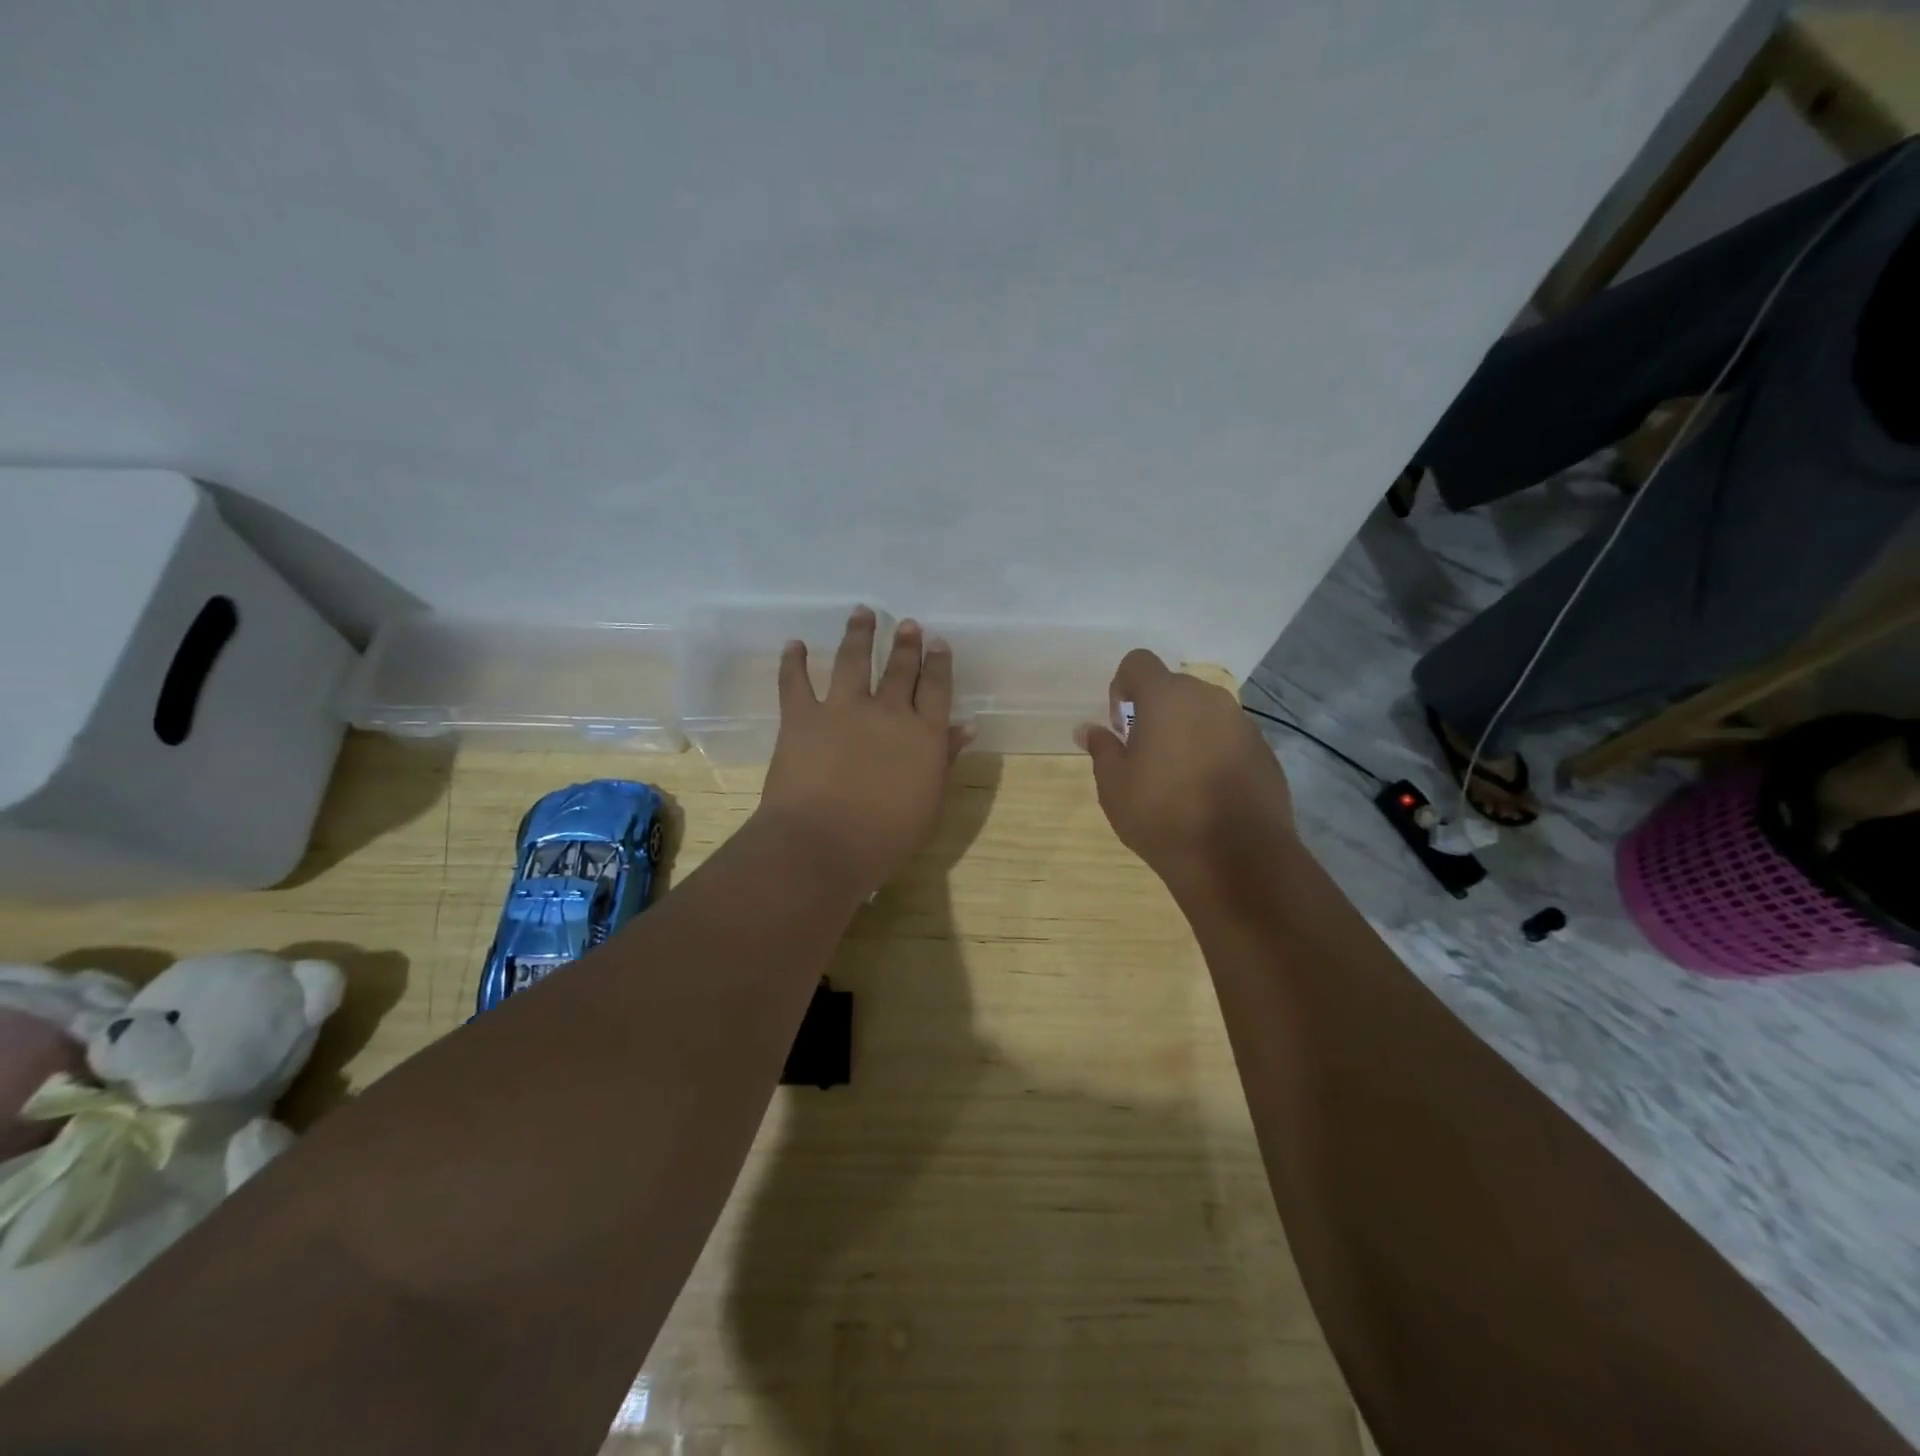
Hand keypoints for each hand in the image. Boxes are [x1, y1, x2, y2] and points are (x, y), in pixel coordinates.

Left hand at [758, 607, 963, 899]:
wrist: (823, 844)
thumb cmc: (886, 837)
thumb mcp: (929, 802)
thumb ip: (946, 760)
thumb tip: (966, 726)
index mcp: (923, 734)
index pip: (936, 687)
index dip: (938, 663)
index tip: (938, 642)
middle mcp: (887, 711)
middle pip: (900, 668)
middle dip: (906, 644)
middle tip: (908, 624)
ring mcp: (842, 708)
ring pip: (853, 659)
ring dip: (859, 633)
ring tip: (862, 612)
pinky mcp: (802, 716)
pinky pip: (795, 680)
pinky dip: (793, 660)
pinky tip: (794, 643)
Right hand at [1076, 650, 1294, 896]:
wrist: (1237, 858)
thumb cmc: (1162, 814)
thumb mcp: (1114, 785)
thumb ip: (1102, 749)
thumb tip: (1088, 729)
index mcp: (1167, 698)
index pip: (1138, 662)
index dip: (1122, 686)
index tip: (1120, 724)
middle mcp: (1208, 699)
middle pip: (1173, 687)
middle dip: (1154, 711)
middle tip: (1144, 754)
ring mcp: (1242, 724)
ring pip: (1203, 713)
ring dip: (1186, 732)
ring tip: (1176, 778)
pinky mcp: (1264, 751)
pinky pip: (1228, 738)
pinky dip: (1213, 753)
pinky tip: (1206, 794)